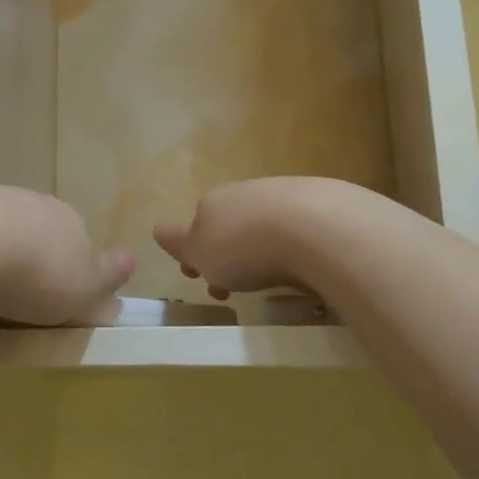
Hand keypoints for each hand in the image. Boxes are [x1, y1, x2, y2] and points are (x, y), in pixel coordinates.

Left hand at [0, 186, 132, 326]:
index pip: (75, 243)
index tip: (52, 306)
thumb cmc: (37, 274)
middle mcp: (29, 203)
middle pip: (32, 239)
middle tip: (12, 310)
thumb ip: (108, 275)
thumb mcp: (86, 287)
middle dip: (24, 270)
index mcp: (68, 219)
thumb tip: (130, 259)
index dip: (65, 275)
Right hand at [154, 177, 334, 300]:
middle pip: (229, 226)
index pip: (194, 227)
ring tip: (272, 282)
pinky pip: (297, 228)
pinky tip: (302, 265)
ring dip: (261, 251)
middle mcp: (245, 192)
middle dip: (228, 254)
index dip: (194, 254)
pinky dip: (293, 245)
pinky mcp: (321, 203)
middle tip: (234, 287)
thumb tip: (158, 229)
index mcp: (212, 203)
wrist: (315, 228)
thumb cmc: (244, 247)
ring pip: (263, 226)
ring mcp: (284, 194)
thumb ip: (177, 242)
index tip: (200, 279)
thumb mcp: (198, 252)